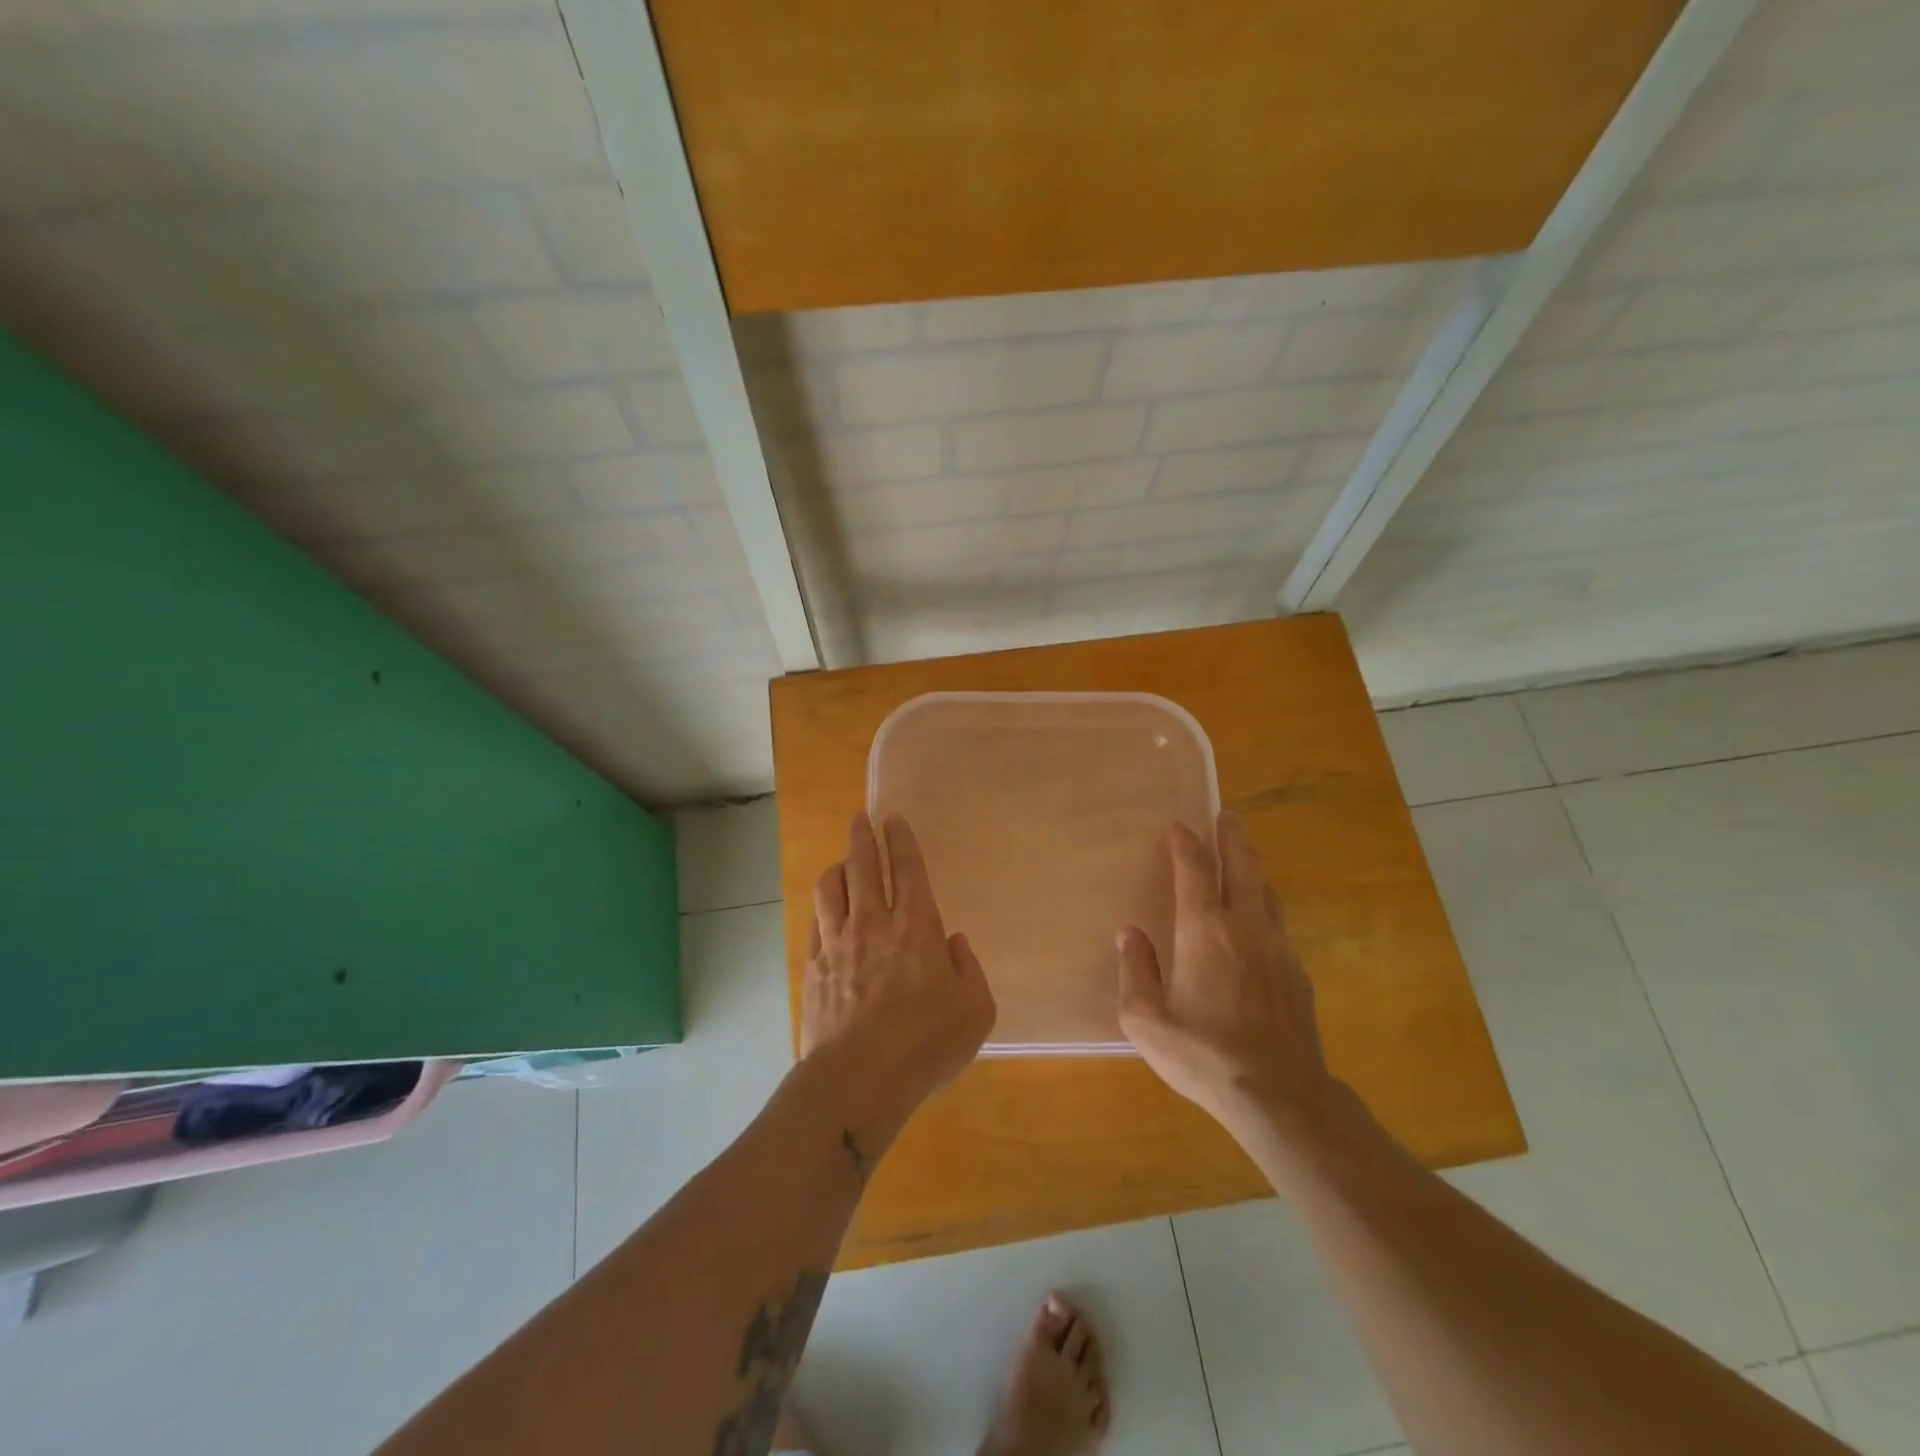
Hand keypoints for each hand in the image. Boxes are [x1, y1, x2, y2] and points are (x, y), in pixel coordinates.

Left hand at [802, 813, 996, 1109]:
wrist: (858, 1078)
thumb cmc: (926, 1044)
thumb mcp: (975, 1010)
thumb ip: (969, 970)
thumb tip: (954, 944)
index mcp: (916, 927)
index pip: (907, 869)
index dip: (900, 841)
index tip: (893, 819)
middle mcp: (874, 924)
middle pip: (863, 866)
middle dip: (863, 837)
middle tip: (861, 819)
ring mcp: (837, 943)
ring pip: (830, 888)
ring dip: (837, 867)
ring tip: (841, 862)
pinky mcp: (813, 967)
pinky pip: (815, 922)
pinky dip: (823, 907)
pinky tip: (825, 910)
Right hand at [1117, 812, 1333, 1136]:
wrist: (1280, 1096)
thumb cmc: (1203, 1055)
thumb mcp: (1146, 1020)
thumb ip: (1134, 971)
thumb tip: (1130, 935)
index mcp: (1204, 931)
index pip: (1194, 871)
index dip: (1185, 843)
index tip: (1178, 825)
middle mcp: (1245, 928)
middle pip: (1242, 866)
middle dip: (1232, 837)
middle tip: (1226, 816)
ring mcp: (1278, 949)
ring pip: (1265, 893)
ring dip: (1251, 870)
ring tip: (1241, 862)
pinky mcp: (1298, 974)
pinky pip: (1277, 925)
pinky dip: (1263, 908)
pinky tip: (1257, 924)